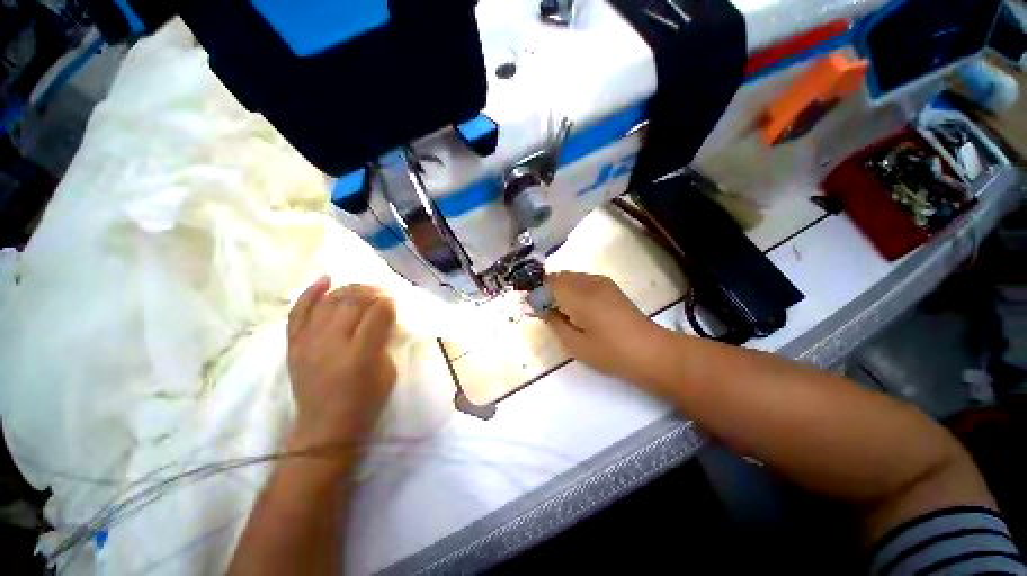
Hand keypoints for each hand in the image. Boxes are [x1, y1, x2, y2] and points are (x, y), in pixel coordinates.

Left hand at [286, 276, 396, 459]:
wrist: (325, 428)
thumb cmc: (365, 402)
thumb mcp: (388, 372)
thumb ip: (385, 341)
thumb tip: (383, 318)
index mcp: (361, 354)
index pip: (377, 314)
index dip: (387, 303)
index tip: (392, 301)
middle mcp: (332, 343)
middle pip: (352, 302)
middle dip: (370, 292)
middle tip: (380, 292)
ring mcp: (309, 342)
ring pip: (329, 301)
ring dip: (348, 289)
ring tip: (361, 288)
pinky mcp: (294, 344)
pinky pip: (299, 311)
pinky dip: (312, 292)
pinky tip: (326, 279)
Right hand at [542, 272, 671, 390]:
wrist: (650, 351)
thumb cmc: (610, 352)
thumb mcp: (574, 344)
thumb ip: (553, 322)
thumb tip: (539, 307)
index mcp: (579, 296)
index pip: (547, 283)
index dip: (535, 291)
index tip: (531, 306)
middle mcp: (588, 281)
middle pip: (558, 276)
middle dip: (546, 289)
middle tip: (544, 311)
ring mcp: (601, 281)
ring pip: (570, 276)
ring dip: (559, 288)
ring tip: (560, 310)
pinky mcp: (609, 286)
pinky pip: (582, 280)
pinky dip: (572, 288)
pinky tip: (577, 307)